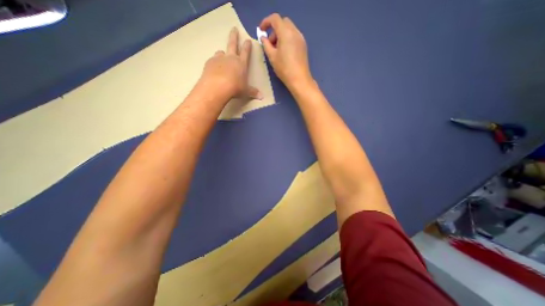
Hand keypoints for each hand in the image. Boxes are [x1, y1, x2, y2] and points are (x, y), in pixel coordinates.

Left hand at [199, 26, 262, 101]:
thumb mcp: (246, 91)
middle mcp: (231, 58)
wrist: (217, 87)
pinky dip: (214, 63)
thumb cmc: (235, 88)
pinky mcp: (210, 63)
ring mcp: (219, 59)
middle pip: (232, 44)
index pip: (246, 52)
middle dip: (234, 36)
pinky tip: (214, 69)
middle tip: (234, 28)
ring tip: (222, 56)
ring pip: (221, 52)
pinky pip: (213, 61)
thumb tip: (262, 97)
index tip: (248, 40)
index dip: (247, 46)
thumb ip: (253, 92)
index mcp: (241, 64)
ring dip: (222, 53)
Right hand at [260, 15, 312, 88]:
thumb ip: (266, 44)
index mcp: (286, 33)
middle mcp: (295, 32)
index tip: (261, 31)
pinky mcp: (303, 45)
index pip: (275, 19)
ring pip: (289, 29)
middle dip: (274, 30)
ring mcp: (301, 38)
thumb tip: (263, 38)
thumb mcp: (272, 57)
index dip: (266, 22)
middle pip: (283, 22)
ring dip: (280, 35)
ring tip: (276, 49)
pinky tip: (284, 52)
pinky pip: (293, 36)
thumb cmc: (284, 68)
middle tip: (270, 43)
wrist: (299, 79)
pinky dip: (287, 39)